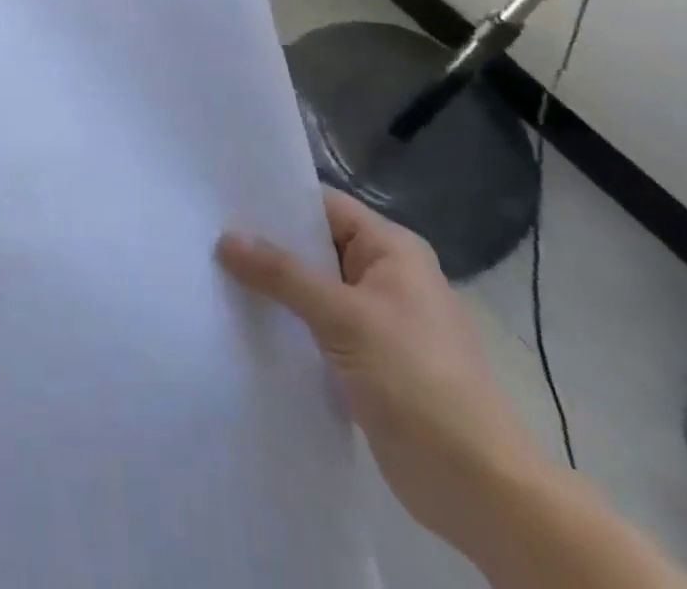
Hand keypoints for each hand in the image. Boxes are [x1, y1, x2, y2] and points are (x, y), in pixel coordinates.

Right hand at [217, 189, 541, 545]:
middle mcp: (385, 275)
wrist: (478, 488)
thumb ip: (282, 274)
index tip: (223, 198)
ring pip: (313, 288)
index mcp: (392, 249)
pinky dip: (287, 322)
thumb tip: (225, 238)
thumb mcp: (343, 317)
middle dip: (267, 245)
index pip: (324, 206)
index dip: (276, 201)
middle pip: (315, 246)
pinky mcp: (367, 360)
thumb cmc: (417, 381)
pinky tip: (245, 320)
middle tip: (208, 234)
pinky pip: (317, 325)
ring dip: (273, 287)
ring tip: (215, 272)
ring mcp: (377, 320)